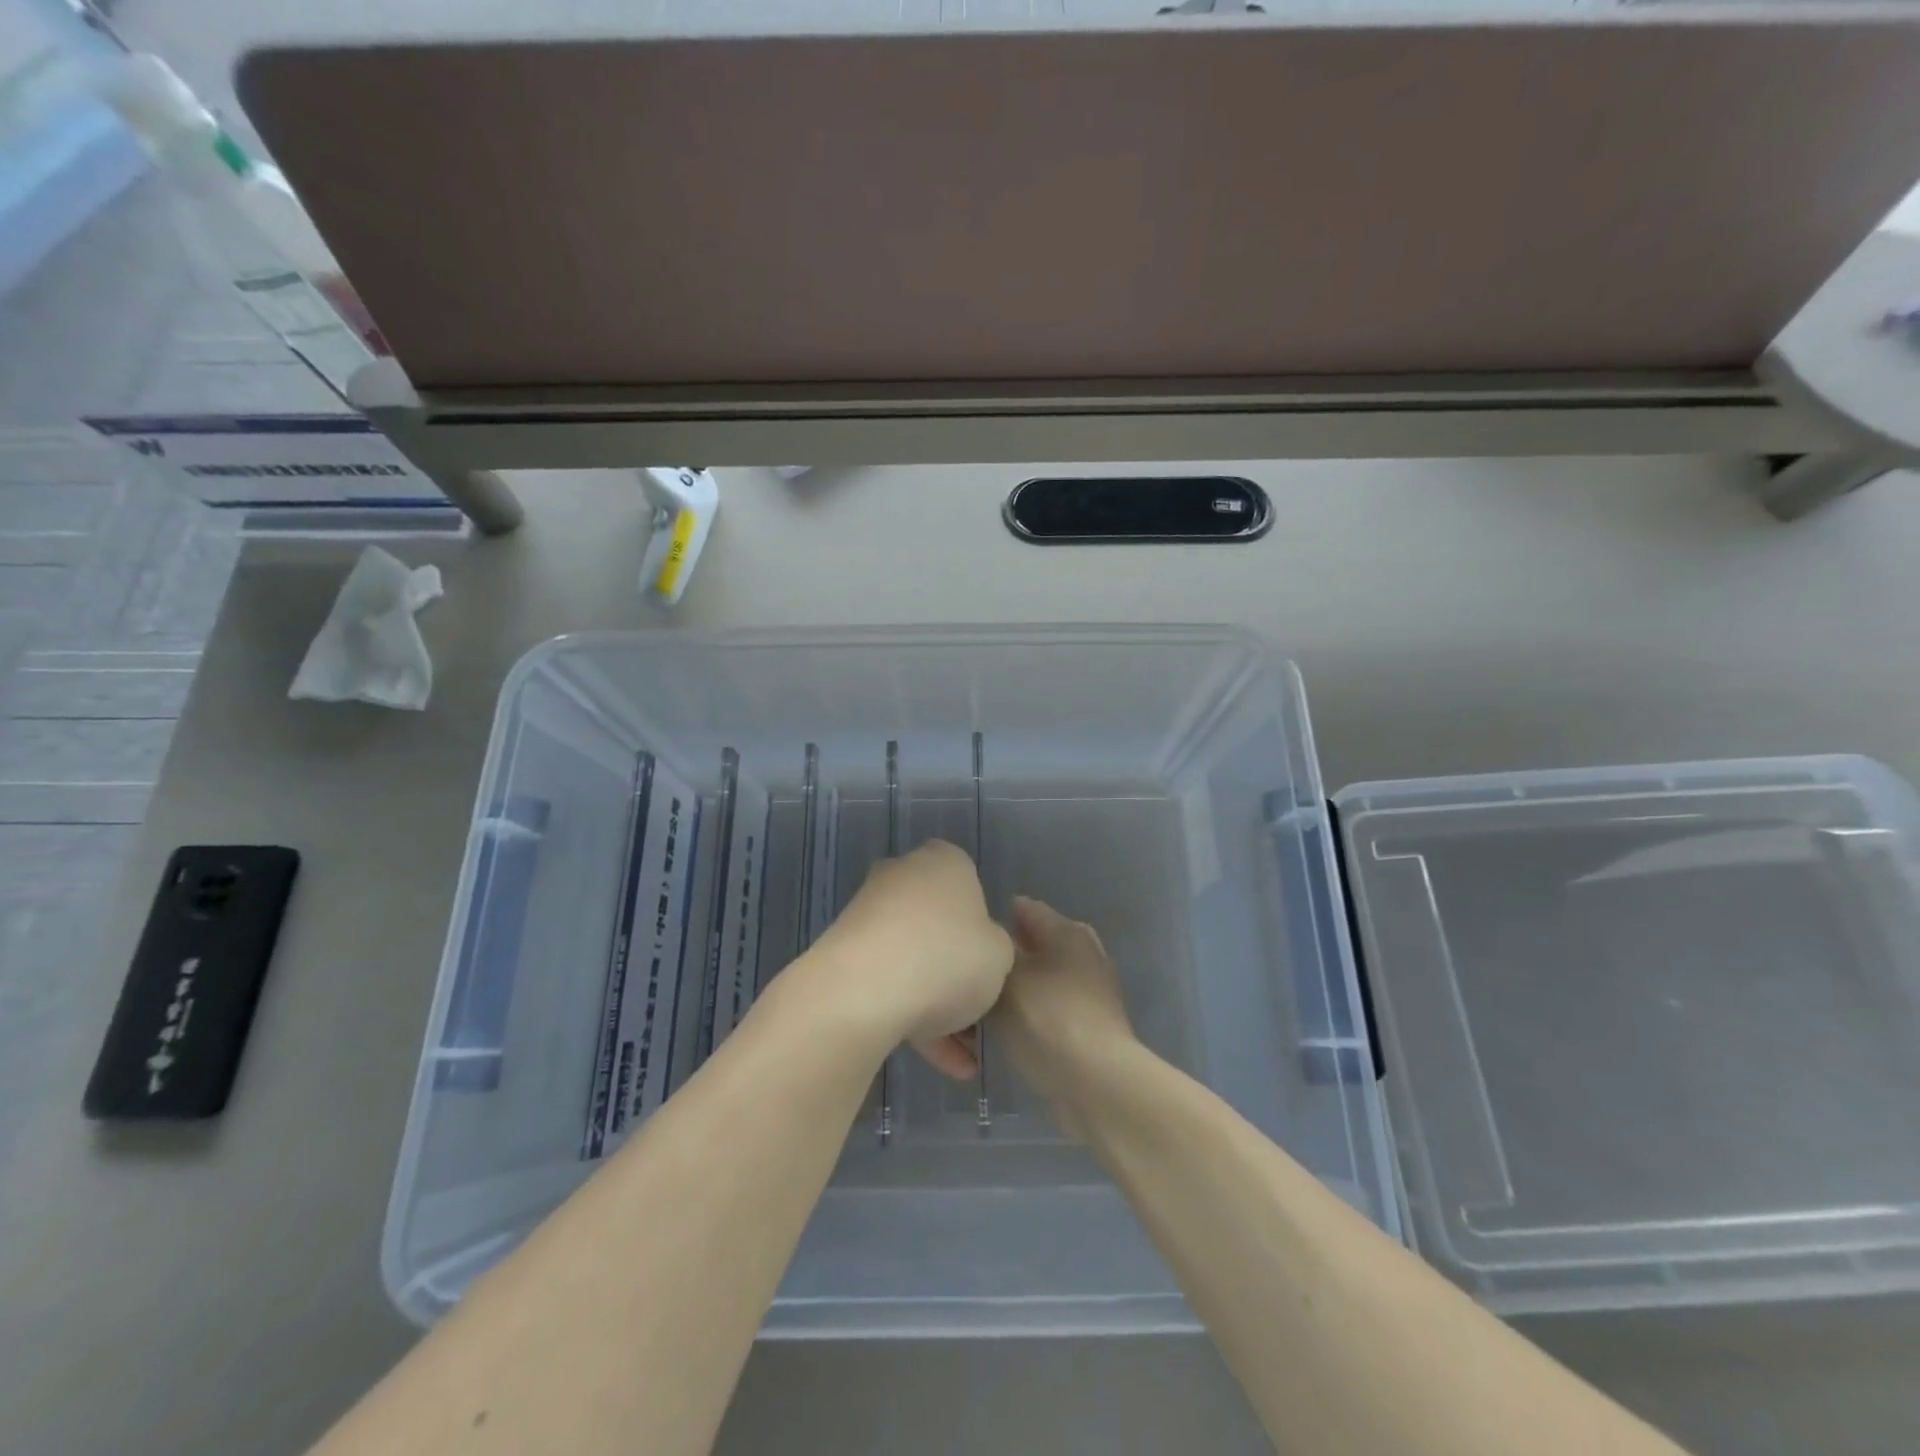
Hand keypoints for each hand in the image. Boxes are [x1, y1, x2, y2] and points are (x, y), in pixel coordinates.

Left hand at [801, 840, 1013, 1078]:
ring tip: (962, 1058)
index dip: (985, 927)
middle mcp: (903, 876)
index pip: (971, 883)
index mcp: (944, 861)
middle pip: (939, 923)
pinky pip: (889, 981)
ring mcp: (869, 913)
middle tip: (978, 1013)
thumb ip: (997, 949)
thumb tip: (978, 951)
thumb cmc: (948, 957)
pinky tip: (941, 1063)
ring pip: (914, 958)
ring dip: (938, 1004)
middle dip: (957, 969)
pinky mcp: (845, 952)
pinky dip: (913, 1017)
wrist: (864, 991)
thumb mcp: (1001, 956)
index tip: (992, 963)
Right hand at [991, 896, 1139, 1136]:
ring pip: (1040, 980)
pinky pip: (1049, 1009)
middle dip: (1003, 959)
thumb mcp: (1006, 978)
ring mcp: (1091, 991)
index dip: (992, 919)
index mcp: (1067, 930)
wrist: (1096, 1082)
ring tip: (980, 1008)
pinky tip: (1005, 1031)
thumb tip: (989, 947)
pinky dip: (1029, 1016)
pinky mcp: (1091, 1026)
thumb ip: (992, 955)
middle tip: (970, 977)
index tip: (967, 939)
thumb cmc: (1047, 1018)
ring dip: (1014, 991)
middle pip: (1033, 945)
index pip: (1023, 908)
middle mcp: (1084, 952)